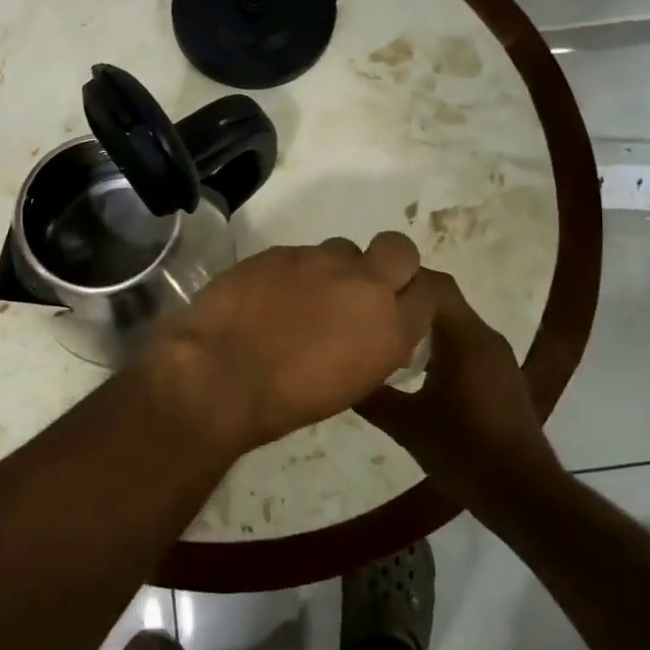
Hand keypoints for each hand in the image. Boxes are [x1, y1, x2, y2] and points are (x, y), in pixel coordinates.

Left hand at [148, 232, 434, 454]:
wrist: (219, 374)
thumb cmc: (286, 401)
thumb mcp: (351, 384)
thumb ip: (373, 345)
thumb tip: (372, 329)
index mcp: (390, 327)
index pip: (430, 292)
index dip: (413, 295)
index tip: (397, 305)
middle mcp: (364, 284)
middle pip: (399, 249)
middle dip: (388, 262)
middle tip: (359, 286)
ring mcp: (320, 261)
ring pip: (343, 248)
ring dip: (333, 268)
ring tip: (304, 295)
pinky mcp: (280, 251)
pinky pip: (299, 254)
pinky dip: (293, 272)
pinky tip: (269, 295)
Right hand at [359, 269, 562, 510]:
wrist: (523, 494)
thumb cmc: (462, 450)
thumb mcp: (405, 423)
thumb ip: (371, 394)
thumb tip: (337, 374)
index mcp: (465, 337)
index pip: (432, 284)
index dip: (398, 279)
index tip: (365, 286)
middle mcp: (485, 337)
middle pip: (443, 299)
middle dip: (406, 300)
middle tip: (367, 308)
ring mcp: (497, 357)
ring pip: (453, 322)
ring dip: (421, 322)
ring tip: (383, 335)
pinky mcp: (500, 377)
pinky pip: (464, 343)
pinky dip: (438, 343)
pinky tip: (413, 369)